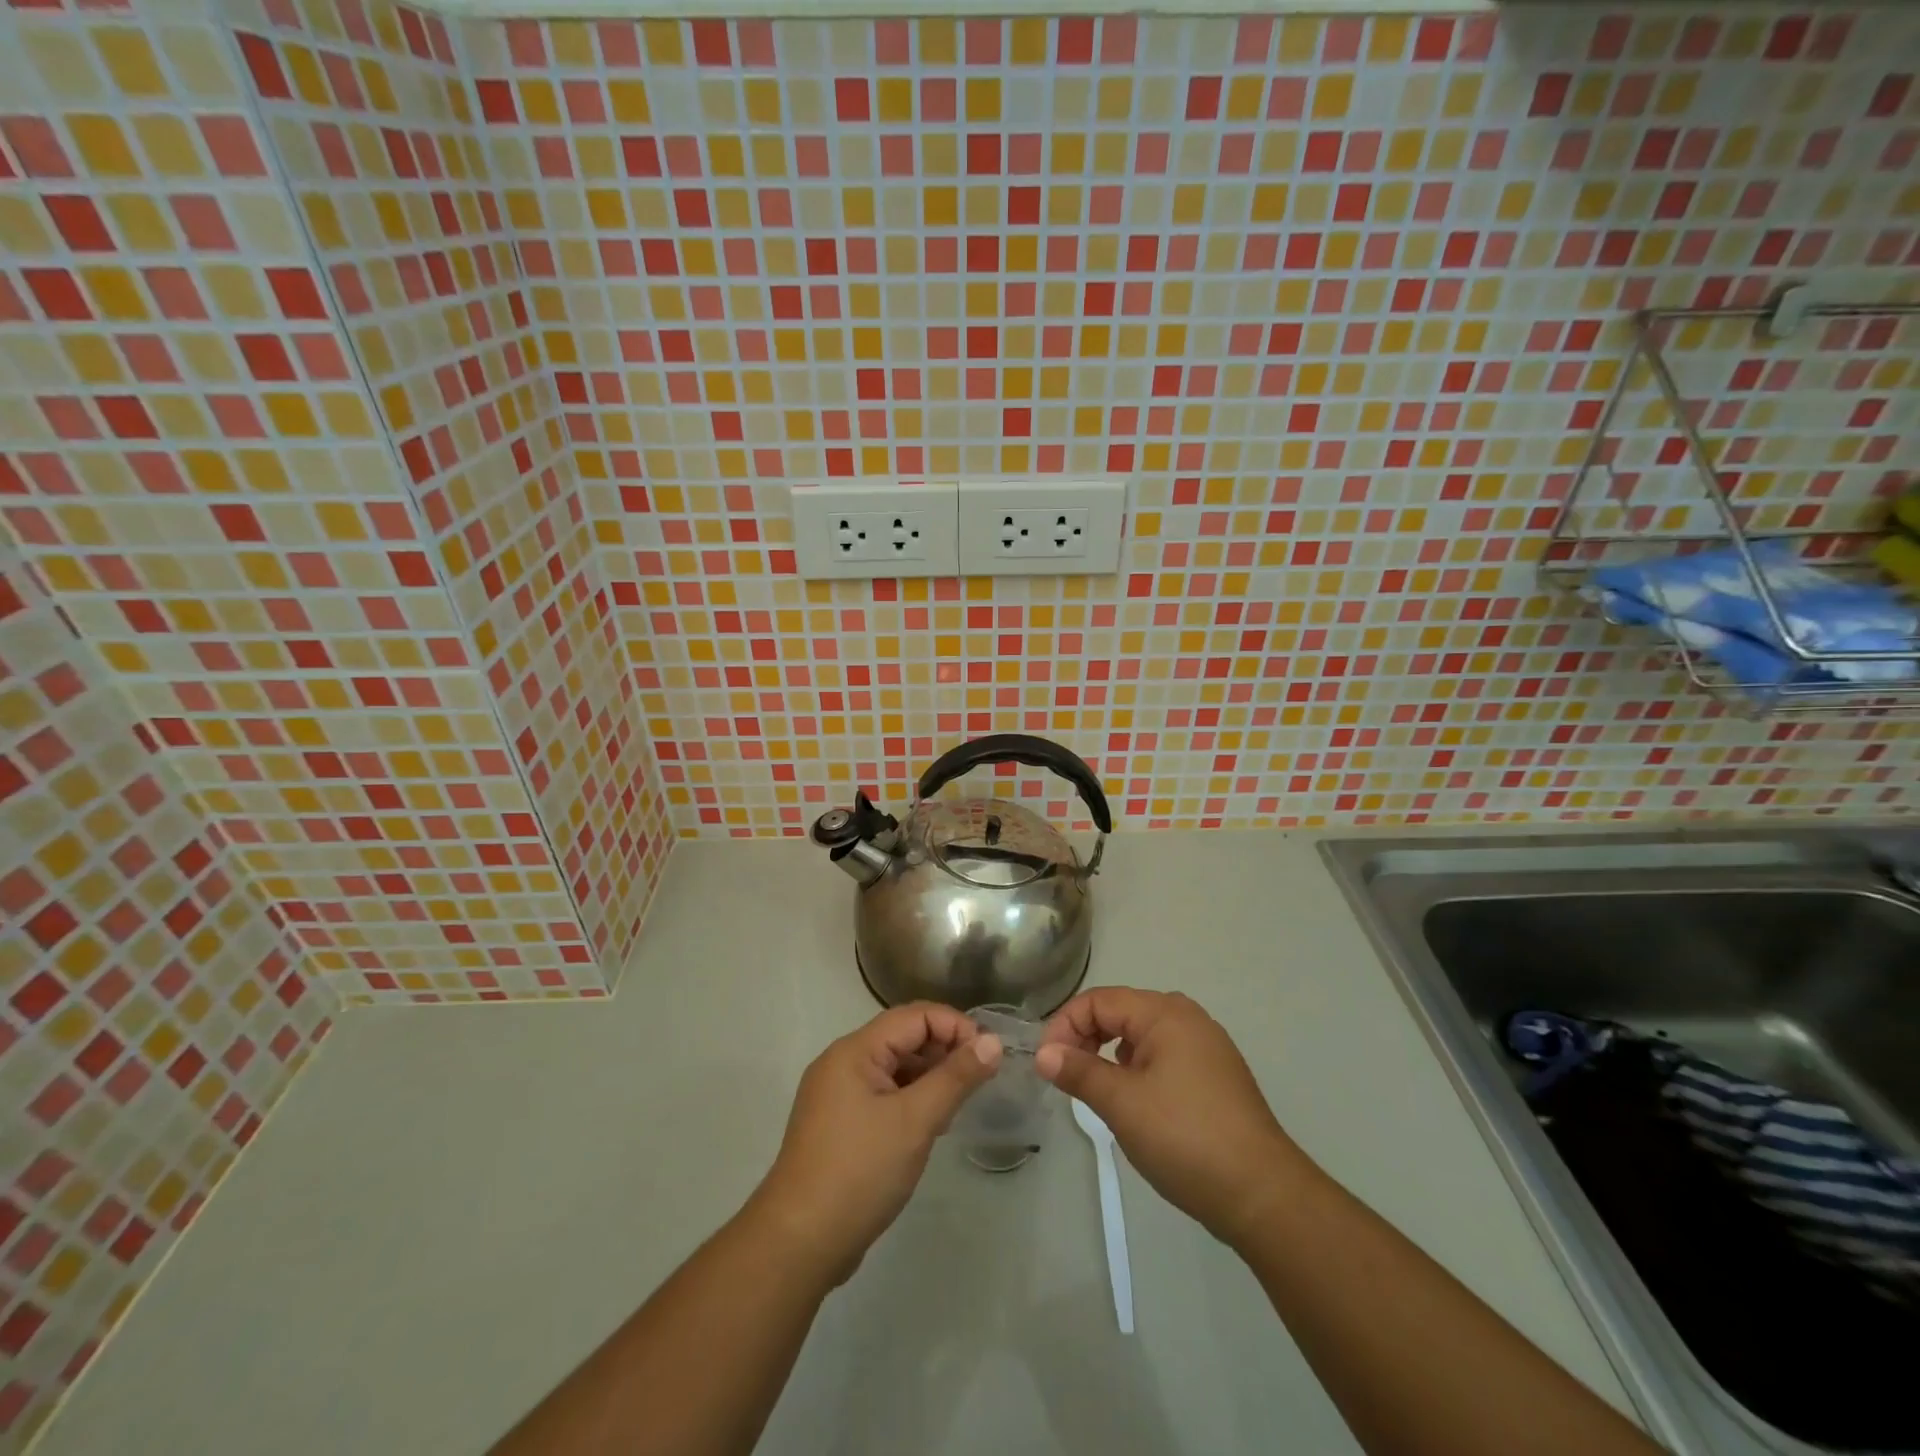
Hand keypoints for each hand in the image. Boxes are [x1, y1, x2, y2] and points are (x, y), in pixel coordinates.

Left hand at [750, 1003, 1001, 1284]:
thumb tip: (992, 1041)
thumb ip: (955, 1077)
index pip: (914, 1016)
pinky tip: (933, 1125)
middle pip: (903, 1038)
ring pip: (894, 1068)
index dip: (955, 1026)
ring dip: (930, 1077)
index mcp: (854, 1051)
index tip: (988, 1055)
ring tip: (961, 1103)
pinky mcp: (839, 1125)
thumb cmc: (859, 1172)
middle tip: (981, 1079)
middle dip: (944, 1050)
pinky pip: (883, 1095)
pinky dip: (911, 1100)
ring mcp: (837, 1095)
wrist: (799, 1244)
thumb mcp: (915, 1121)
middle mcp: (842, 1063)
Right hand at [1036, 988, 1307, 1247]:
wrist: (1263, 1195)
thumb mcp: (1122, 1104)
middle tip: (1064, 1075)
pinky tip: (1133, 1101)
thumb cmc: (1186, 1138)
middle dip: (1086, 1037)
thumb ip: (1079, 1071)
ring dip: (1109, 1054)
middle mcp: (1187, 1018)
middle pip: (1120, 1012)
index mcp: (1165, 1013)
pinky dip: (1136, 1069)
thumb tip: (1043, 1054)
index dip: (1065, 1025)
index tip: (1045, 1063)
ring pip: (1141, 1036)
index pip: (1099, 1000)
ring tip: (1095, 1090)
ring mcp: (1206, 1046)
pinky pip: (1163, 1056)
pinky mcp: (1215, 1075)